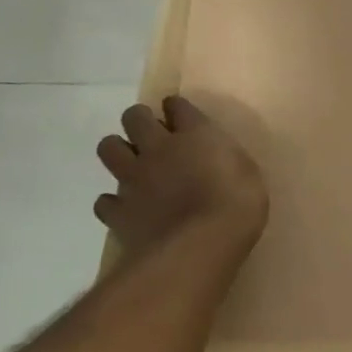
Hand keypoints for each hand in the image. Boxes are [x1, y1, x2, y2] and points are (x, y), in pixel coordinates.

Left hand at [94, 96, 266, 253]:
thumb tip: (216, 158)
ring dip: (118, 151)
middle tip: (152, 135)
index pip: (177, 105)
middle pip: (134, 116)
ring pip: (108, 148)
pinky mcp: (118, 211)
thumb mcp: (247, 173)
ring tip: (133, 165)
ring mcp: (134, 179)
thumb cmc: (236, 205)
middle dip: (139, 120)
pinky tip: (128, 209)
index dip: (176, 107)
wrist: (199, 246)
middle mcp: (158, 148)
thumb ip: (224, 158)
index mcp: (194, 134)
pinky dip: (113, 203)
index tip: (179, 114)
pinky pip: (104, 200)